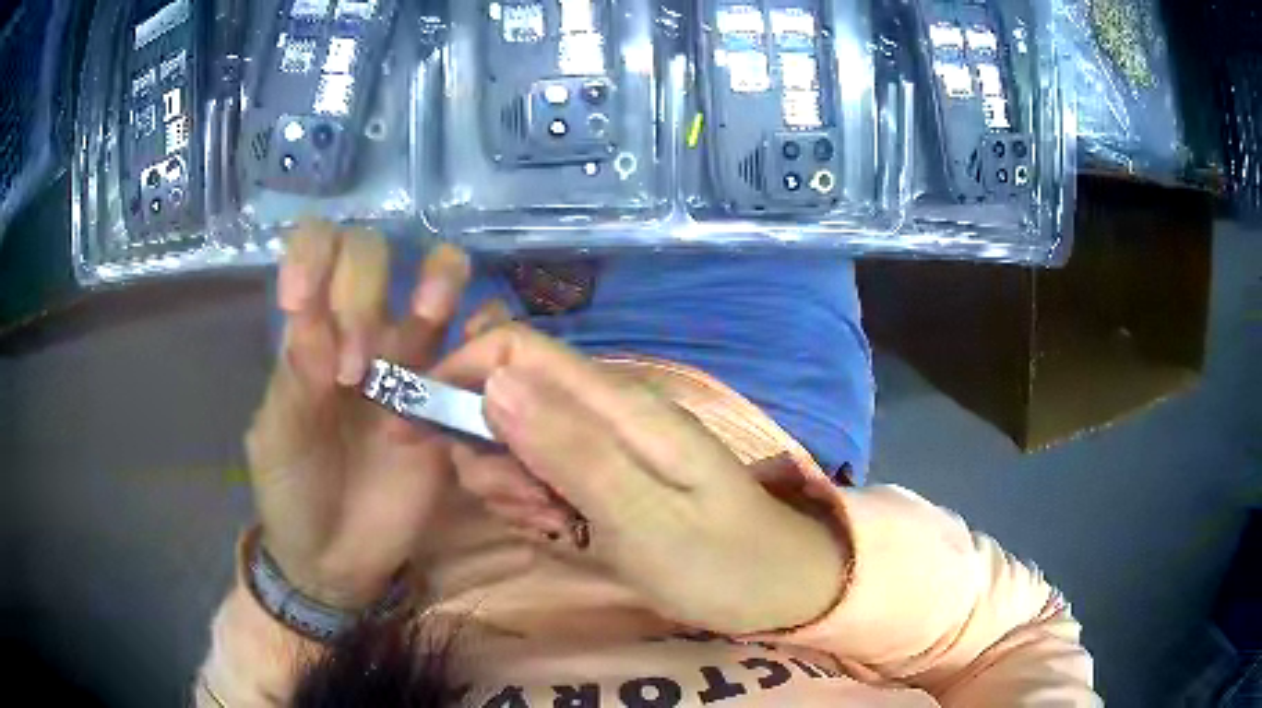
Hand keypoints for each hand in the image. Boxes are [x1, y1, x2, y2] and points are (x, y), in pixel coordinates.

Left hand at [245, 222, 470, 609]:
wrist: (338, 559)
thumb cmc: (292, 495)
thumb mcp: (276, 441)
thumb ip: (292, 382)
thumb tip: (314, 320)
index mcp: (309, 337)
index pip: (314, 253)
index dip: (312, 255)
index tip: (300, 300)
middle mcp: (360, 335)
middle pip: (373, 256)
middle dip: (364, 295)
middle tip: (356, 374)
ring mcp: (410, 365)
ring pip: (438, 280)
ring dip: (440, 277)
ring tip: (434, 311)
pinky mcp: (449, 404)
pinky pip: (479, 345)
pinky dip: (488, 327)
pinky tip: (480, 345)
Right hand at [434, 324, 847, 634]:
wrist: (775, 588)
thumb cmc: (720, 561)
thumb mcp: (644, 516)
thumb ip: (571, 449)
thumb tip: (496, 381)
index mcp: (616, 405)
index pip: (517, 351)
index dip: (460, 375)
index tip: (424, 431)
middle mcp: (603, 412)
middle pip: (505, 396)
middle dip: (488, 452)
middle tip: (531, 508)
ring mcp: (601, 445)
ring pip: (515, 441)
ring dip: (511, 487)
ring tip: (560, 527)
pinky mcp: (599, 478)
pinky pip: (538, 477)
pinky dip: (533, 506)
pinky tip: (567, 532)